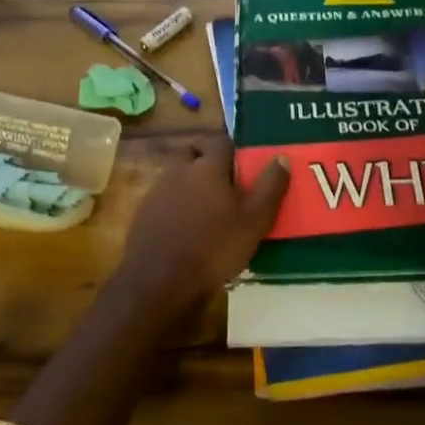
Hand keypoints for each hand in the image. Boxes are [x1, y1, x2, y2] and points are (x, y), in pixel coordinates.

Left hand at [110, 136, 289, 310]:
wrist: (160, 282)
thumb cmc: (215, 248)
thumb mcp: (254, 221)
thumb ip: (270, 187)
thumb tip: (282, 157)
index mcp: (207, 167)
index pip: (223, 142)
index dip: (237, 152)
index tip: (247, 167)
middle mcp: (178, 171)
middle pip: (194, 154)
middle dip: (208, 163)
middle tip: (226, 186)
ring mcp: (156, 192)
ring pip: (176, 176)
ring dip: (190, 184)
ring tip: (208, 209)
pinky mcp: (143, 214)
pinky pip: (163, 200)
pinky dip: (175, 206)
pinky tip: (186, 228)